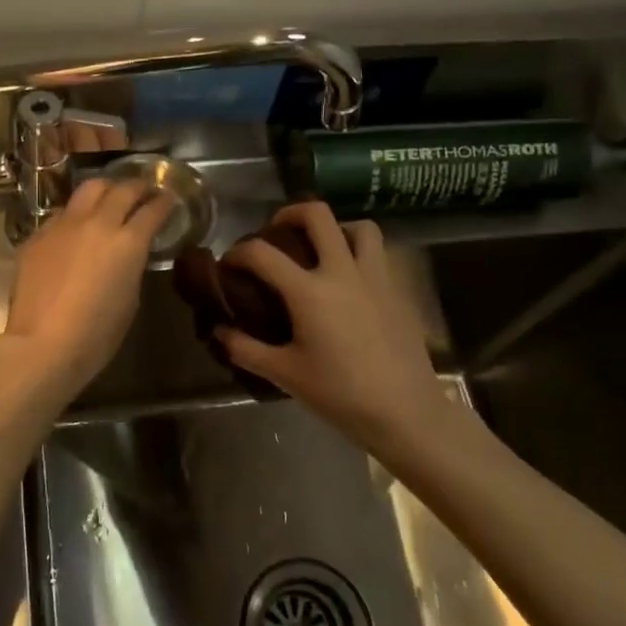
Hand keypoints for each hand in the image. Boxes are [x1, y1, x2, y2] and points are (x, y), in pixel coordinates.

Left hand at [3, 178, 175, 396]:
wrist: (42, 344)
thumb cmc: (96, 334)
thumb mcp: (130, 299)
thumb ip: (132, 266)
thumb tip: (128, 254)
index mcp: (128, 242)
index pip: (153, 210)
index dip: (164, 202)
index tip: (169, 199)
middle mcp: (98, 223)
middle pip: (122, 189)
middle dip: (138, 186)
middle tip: (144, 190)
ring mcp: (64, 225)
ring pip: (89, 189)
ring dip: (105, 189)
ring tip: (110, 196)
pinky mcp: (38, 234)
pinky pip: (62, 213)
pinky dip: (77, 214)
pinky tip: (77, 227)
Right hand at [217, 203, 447, 449]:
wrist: (405, 412)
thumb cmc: (340, 394)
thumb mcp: (285, 375)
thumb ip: (247, 349)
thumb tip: (220, 332)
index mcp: (309, 291)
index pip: (262, 253)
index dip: (238, 252)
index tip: (229, 264)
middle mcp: (342, 272)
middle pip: (317, 216)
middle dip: (290, 213)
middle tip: (277, 230)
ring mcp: (375, 277)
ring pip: (359, 227)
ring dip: (336, 228)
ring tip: (322, 248)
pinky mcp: (398, 290)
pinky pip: (379, 254)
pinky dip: (361, 253)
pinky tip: (351, 281)